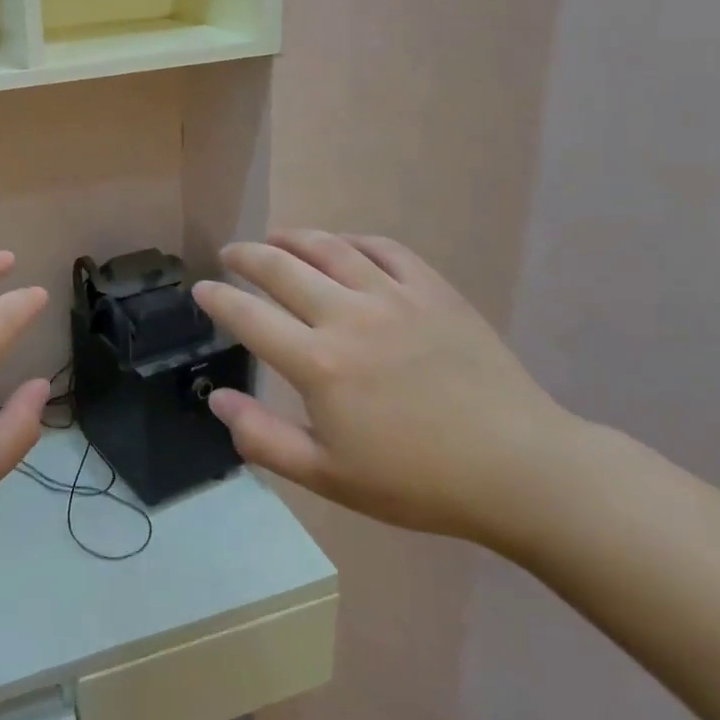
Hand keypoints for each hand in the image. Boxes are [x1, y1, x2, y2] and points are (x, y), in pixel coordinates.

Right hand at [191, 231, 582, 544]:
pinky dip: (353, 241)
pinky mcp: (433, 290)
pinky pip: (384, 249)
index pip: (248, 316)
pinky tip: (343, 246)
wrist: (519, 469)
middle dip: (246, 256)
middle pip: (281, 268)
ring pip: (329, 248)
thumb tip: (217, 399)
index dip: (217, 298)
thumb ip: (263, 438)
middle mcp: (348, 316)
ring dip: (293, 237)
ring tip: (274, 237)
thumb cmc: (417, 481)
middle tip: (230, 254)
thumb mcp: (328, 476)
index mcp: (318, 363)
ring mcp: (394, 297)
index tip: (201, 289)